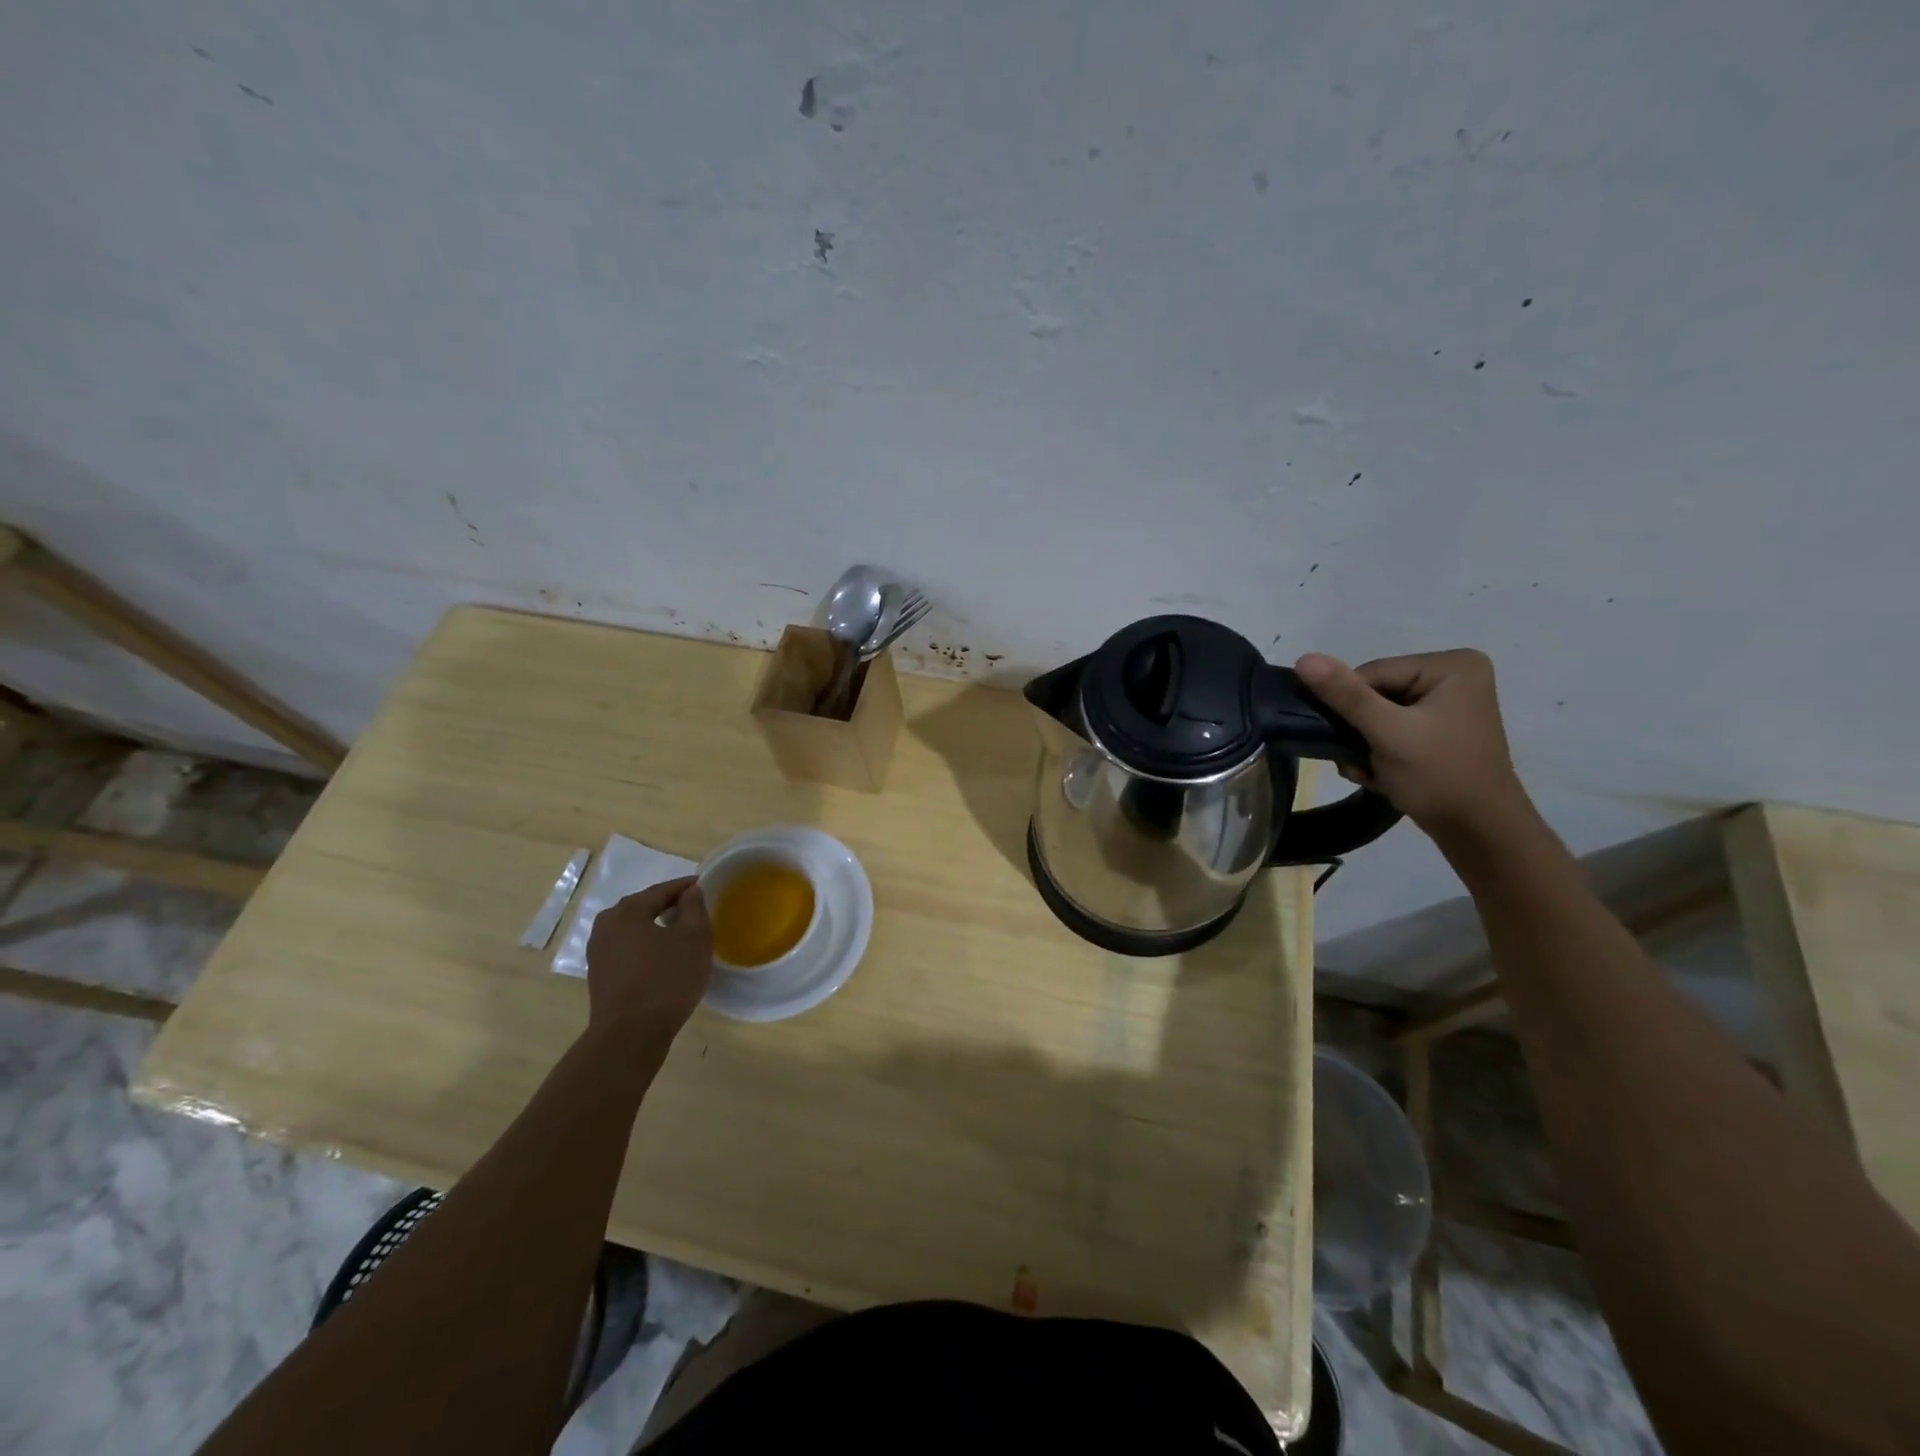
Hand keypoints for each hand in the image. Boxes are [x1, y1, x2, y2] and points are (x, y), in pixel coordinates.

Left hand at [584, 877, 712, 1035]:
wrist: (630, 1035)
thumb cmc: (667, 979)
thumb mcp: (694, 938)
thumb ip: (694, 908)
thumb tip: (690, 892)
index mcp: (626, 912)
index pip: (661, 890)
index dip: (685, 887)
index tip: (703, 886)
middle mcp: (605, 927)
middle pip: (643, 908)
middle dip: (668, 906)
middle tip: (693, 910)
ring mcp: (598, 953)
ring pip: (633, 930)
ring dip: (655, 928)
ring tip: (680, 935)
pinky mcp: (600, 976)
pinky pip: (627, 950)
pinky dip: (646, 947)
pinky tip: (662, 959)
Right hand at [1294, 649, 1533, 838]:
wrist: (1479, 832)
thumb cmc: (1439, 776)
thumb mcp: (1387, 733)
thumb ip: (1345, 695)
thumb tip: (1303, 658)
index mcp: (1451, 665)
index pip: (1372, 673)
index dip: (1350, 707)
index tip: (1351, 742)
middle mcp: (1454, 676)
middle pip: (1374, 693)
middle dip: (1358, 730)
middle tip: (1360, 762)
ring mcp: (1448, 704)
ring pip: (1378, 714)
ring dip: (1364, 744)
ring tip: (1370, 771)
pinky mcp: (1440, 729)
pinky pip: (1392, 728)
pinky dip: (1379, 751)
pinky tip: (1382, 773)